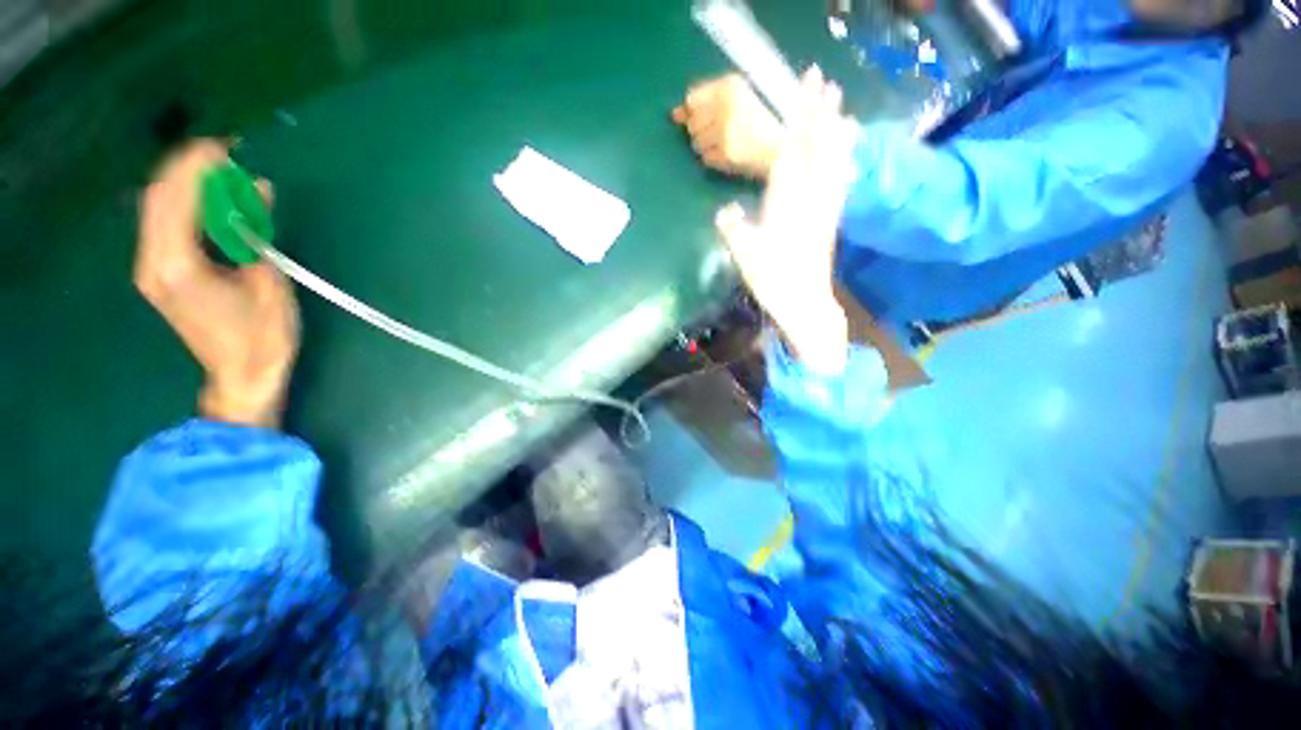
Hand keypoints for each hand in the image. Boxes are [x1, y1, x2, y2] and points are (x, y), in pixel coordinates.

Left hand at [135, 139, 298, 427]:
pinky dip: (187, 204)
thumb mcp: (268, 282)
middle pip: (159, 196)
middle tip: (227, 154)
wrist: (242, 377)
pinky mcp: (162, 273)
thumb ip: (255, 233)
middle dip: (189, 168)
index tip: (228, 146)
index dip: (197, 166)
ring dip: (187, 183)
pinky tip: (213, 201)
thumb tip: (258, 190)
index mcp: (177, 265)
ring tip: (223, 173)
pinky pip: (166, 224)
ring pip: (158, 207)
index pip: (175, 198)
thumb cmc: (262, 337)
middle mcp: (153, 261)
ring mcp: (153, 267)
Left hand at [673, 73, 783, 179]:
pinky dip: (715, 160)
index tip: (706, 120)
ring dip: (708, 147)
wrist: (784, 148)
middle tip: (725, 134)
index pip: (693, 99)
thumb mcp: (737, 101)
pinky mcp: (726, 152)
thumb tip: (674, 115)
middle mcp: (726, 104)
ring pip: (697, 143)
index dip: (695, 114)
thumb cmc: (761, 124)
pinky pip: (706, 159)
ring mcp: (725, 129)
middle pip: (692, 124)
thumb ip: (703, 103)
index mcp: (731, 85)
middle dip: (703, 132)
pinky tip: (730, 155)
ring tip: (729, 144)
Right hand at [714, 67, 859, 374]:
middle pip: (815, 146)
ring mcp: (824, 205)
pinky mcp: (831, 216)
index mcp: (784, 203)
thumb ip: (733, 229)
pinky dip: (843, 156)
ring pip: (831, 157)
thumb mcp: (744, 256)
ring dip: (834, 126)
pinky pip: (840, 177)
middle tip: (822, 78)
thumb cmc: (771, 280)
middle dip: (818, 111)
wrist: (803, 302)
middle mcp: (809, 197)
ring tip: (839, 101)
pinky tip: (848, 146)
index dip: (797, 119)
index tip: (804, 89)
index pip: (791, 152)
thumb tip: (724, 211)